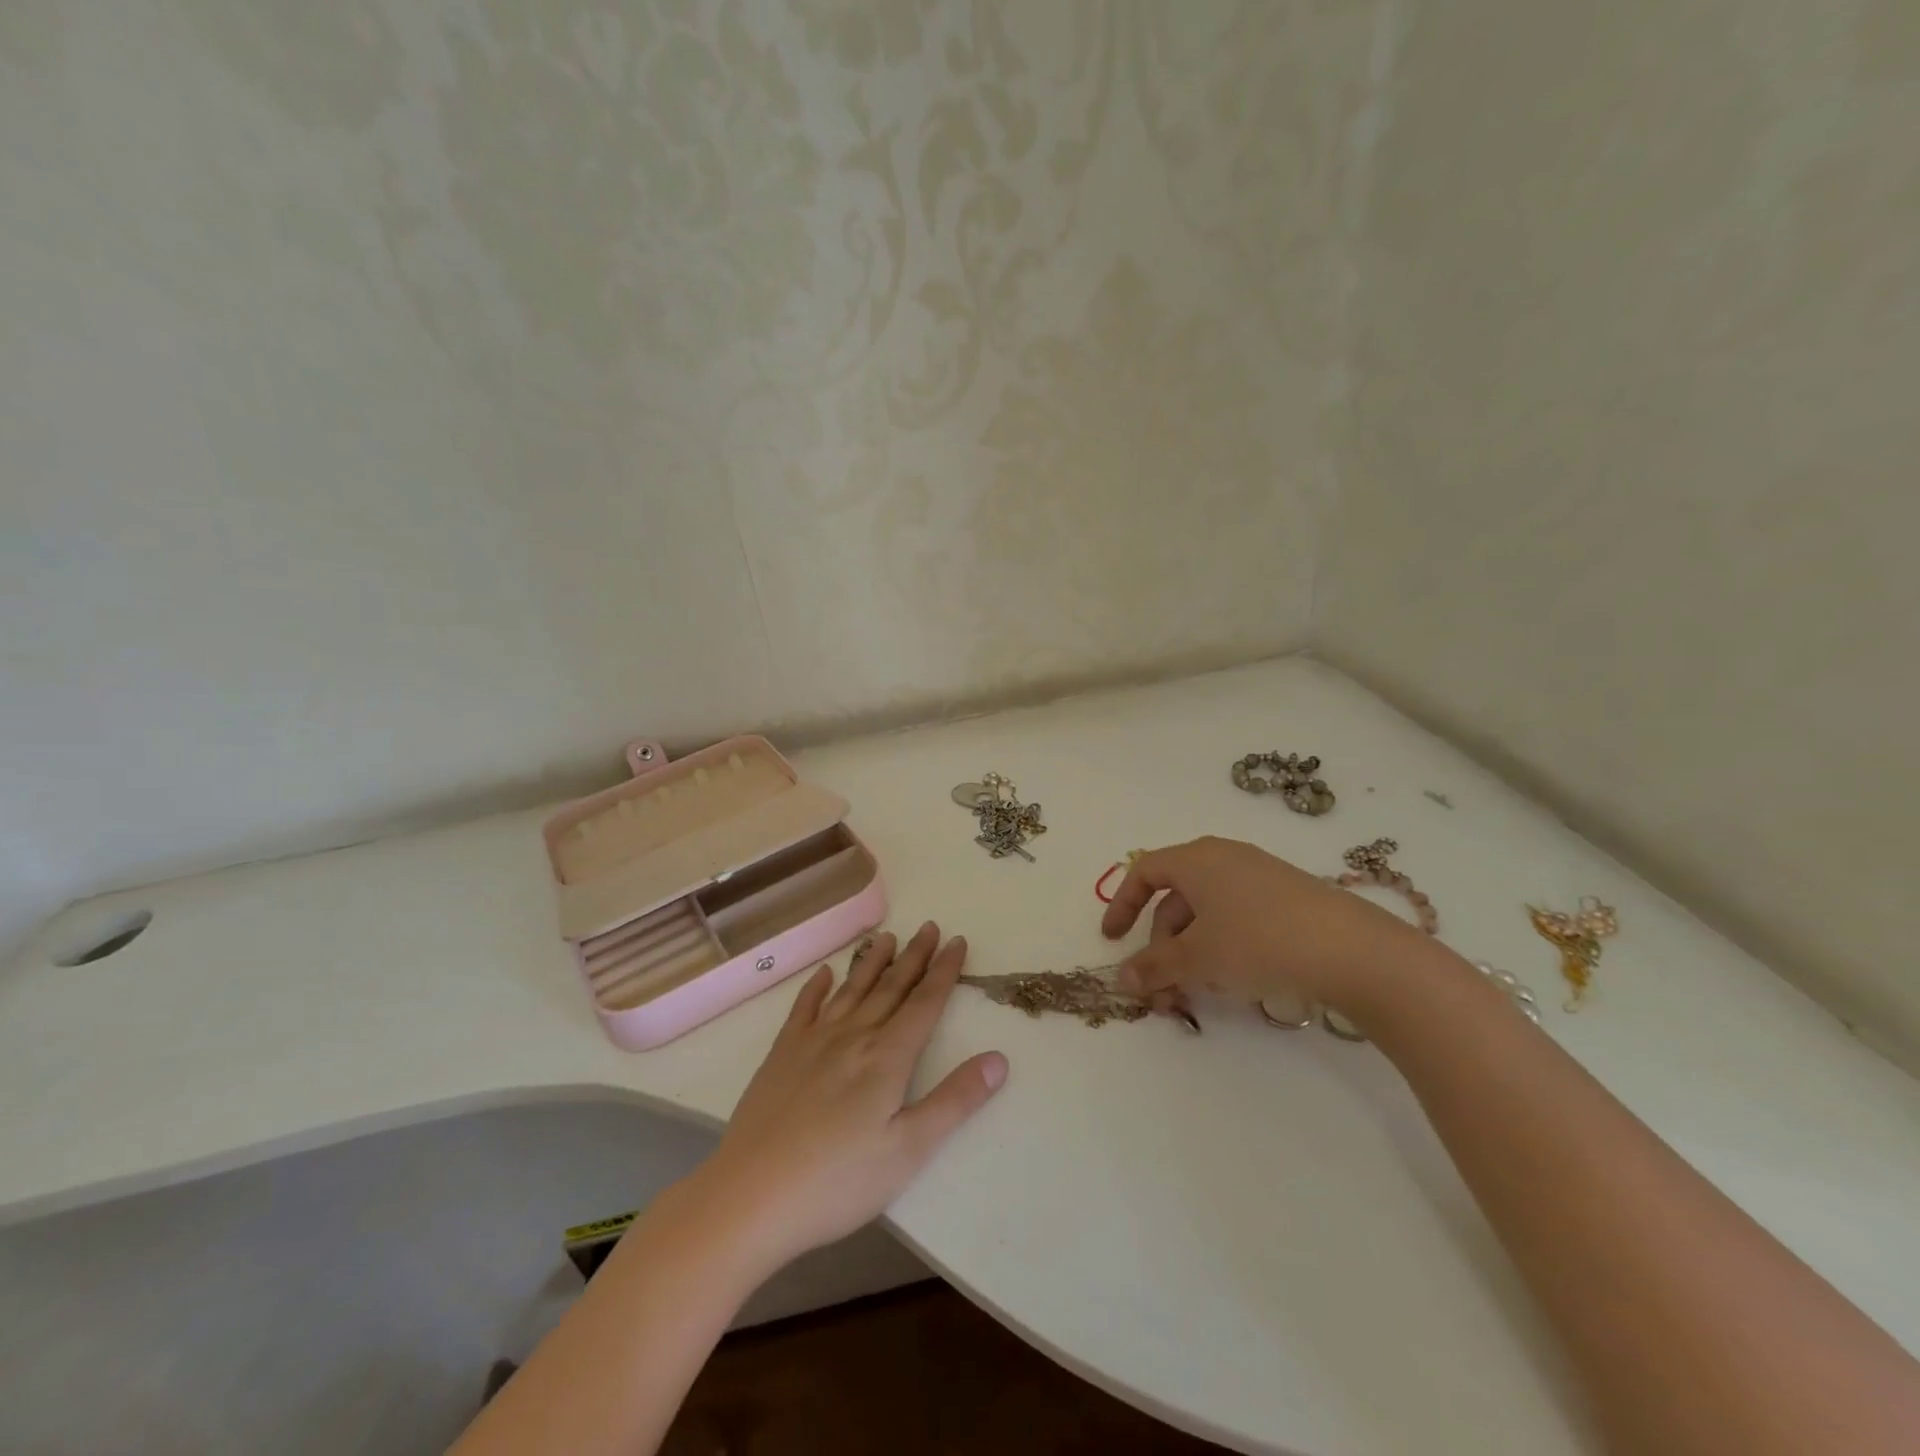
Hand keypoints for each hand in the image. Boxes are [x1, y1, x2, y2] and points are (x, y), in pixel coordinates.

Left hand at [677, 923, 1006, 1274]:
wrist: (751, 1195)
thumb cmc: (838, 1181)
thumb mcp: (909, 1150)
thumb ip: (955, 1101)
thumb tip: (999, 1058)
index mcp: (887, 1057)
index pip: (924, 1003)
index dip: (944, 971)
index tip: (957, 941)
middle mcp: (853, 1036)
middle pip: (890, 988)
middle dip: (914, 957)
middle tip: (929, 926)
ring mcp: (813, 1042)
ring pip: (851, 990)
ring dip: (871, 962)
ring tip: (887, 937)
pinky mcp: (781, 1055)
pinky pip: (804, 1008)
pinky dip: (816, 988)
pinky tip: (824, 974)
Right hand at [1100, 836, 1454, 1013]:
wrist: (1355, 951)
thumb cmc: (1260, 941)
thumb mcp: (1198, 958)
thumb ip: (1154, 967)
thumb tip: (1121, 979)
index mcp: (1196, 859)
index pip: (1144, 872)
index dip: (1122, 905)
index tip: (1113, 941)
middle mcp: (1224, 858)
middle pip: (1175, 900)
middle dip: (1160, 947)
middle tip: (1162, 992)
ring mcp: (1259, 877)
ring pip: (1206, 914)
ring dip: (1189, 955)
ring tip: (1195, 996)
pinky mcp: (1287, 899)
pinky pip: (1236, 918)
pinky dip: (1220, 948)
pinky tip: (1232, 982)